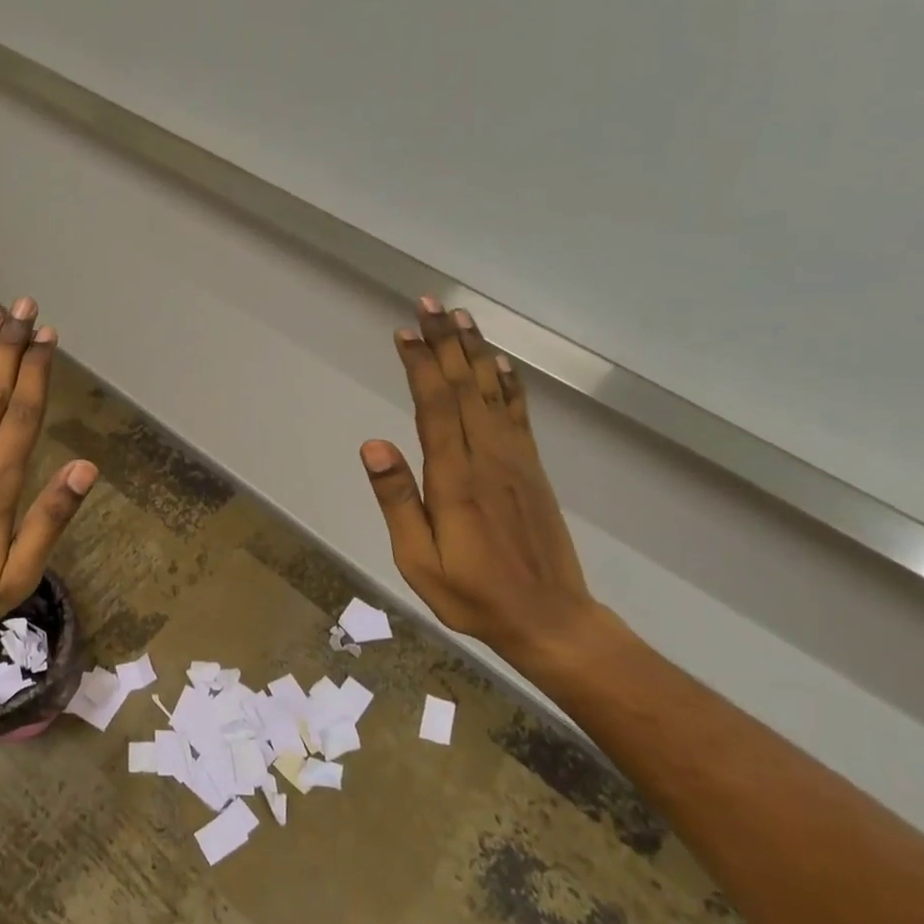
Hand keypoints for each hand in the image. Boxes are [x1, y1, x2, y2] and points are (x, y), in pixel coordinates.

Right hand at [361, 299, 600, 660]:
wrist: (549, 619)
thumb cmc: (472, 595)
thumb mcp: (418, 560)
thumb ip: (397, 500)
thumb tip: (374, 444)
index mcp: (455, 479)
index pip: (434, 407)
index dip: (419, 366)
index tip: (404, 332)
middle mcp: (488, 458)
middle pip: (463, 387)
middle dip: (444, 343)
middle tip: (429, 304)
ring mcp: (515, 461)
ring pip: (492, 393)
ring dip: (474, 352)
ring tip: (461, 317)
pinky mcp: (532, 469)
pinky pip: (519, 415)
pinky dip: (508, 384)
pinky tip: (500, 364)